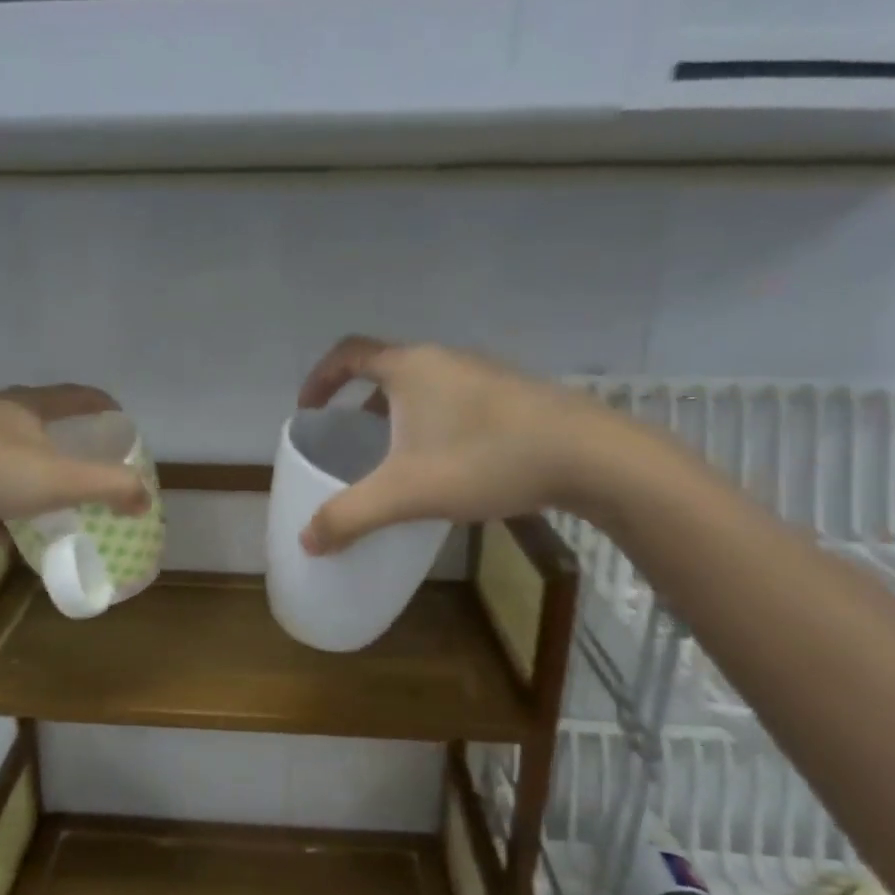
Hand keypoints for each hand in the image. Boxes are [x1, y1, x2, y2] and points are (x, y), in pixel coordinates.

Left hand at [0, 384, 148, 537]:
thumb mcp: (63, 482)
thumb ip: (110, 487)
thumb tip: (145, 497)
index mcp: (24, 405)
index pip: (74, 395)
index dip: (100, 403)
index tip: (119, 416)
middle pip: (35, 417)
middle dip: (60, 435)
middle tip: (80, 454)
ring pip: (3, 450)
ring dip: (25, 469)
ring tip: (42, 492)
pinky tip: (1, 529)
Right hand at [295, 336, 614, 552]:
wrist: (588, 455)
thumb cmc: (484, 460)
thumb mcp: (406, 493)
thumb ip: (350, 516)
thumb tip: (307, 541)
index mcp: (409, 367)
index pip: (348, 354)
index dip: (320, 378)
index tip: (307, 408)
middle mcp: (443, 359)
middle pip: (386, 370)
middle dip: (359, 403)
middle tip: (350, 441)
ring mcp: (482, 374)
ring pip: (423, 387)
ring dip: (399, 415)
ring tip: (395, 457)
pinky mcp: (511, 395)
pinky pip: (454, 401)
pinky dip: (433, 424)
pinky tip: (447, 464)